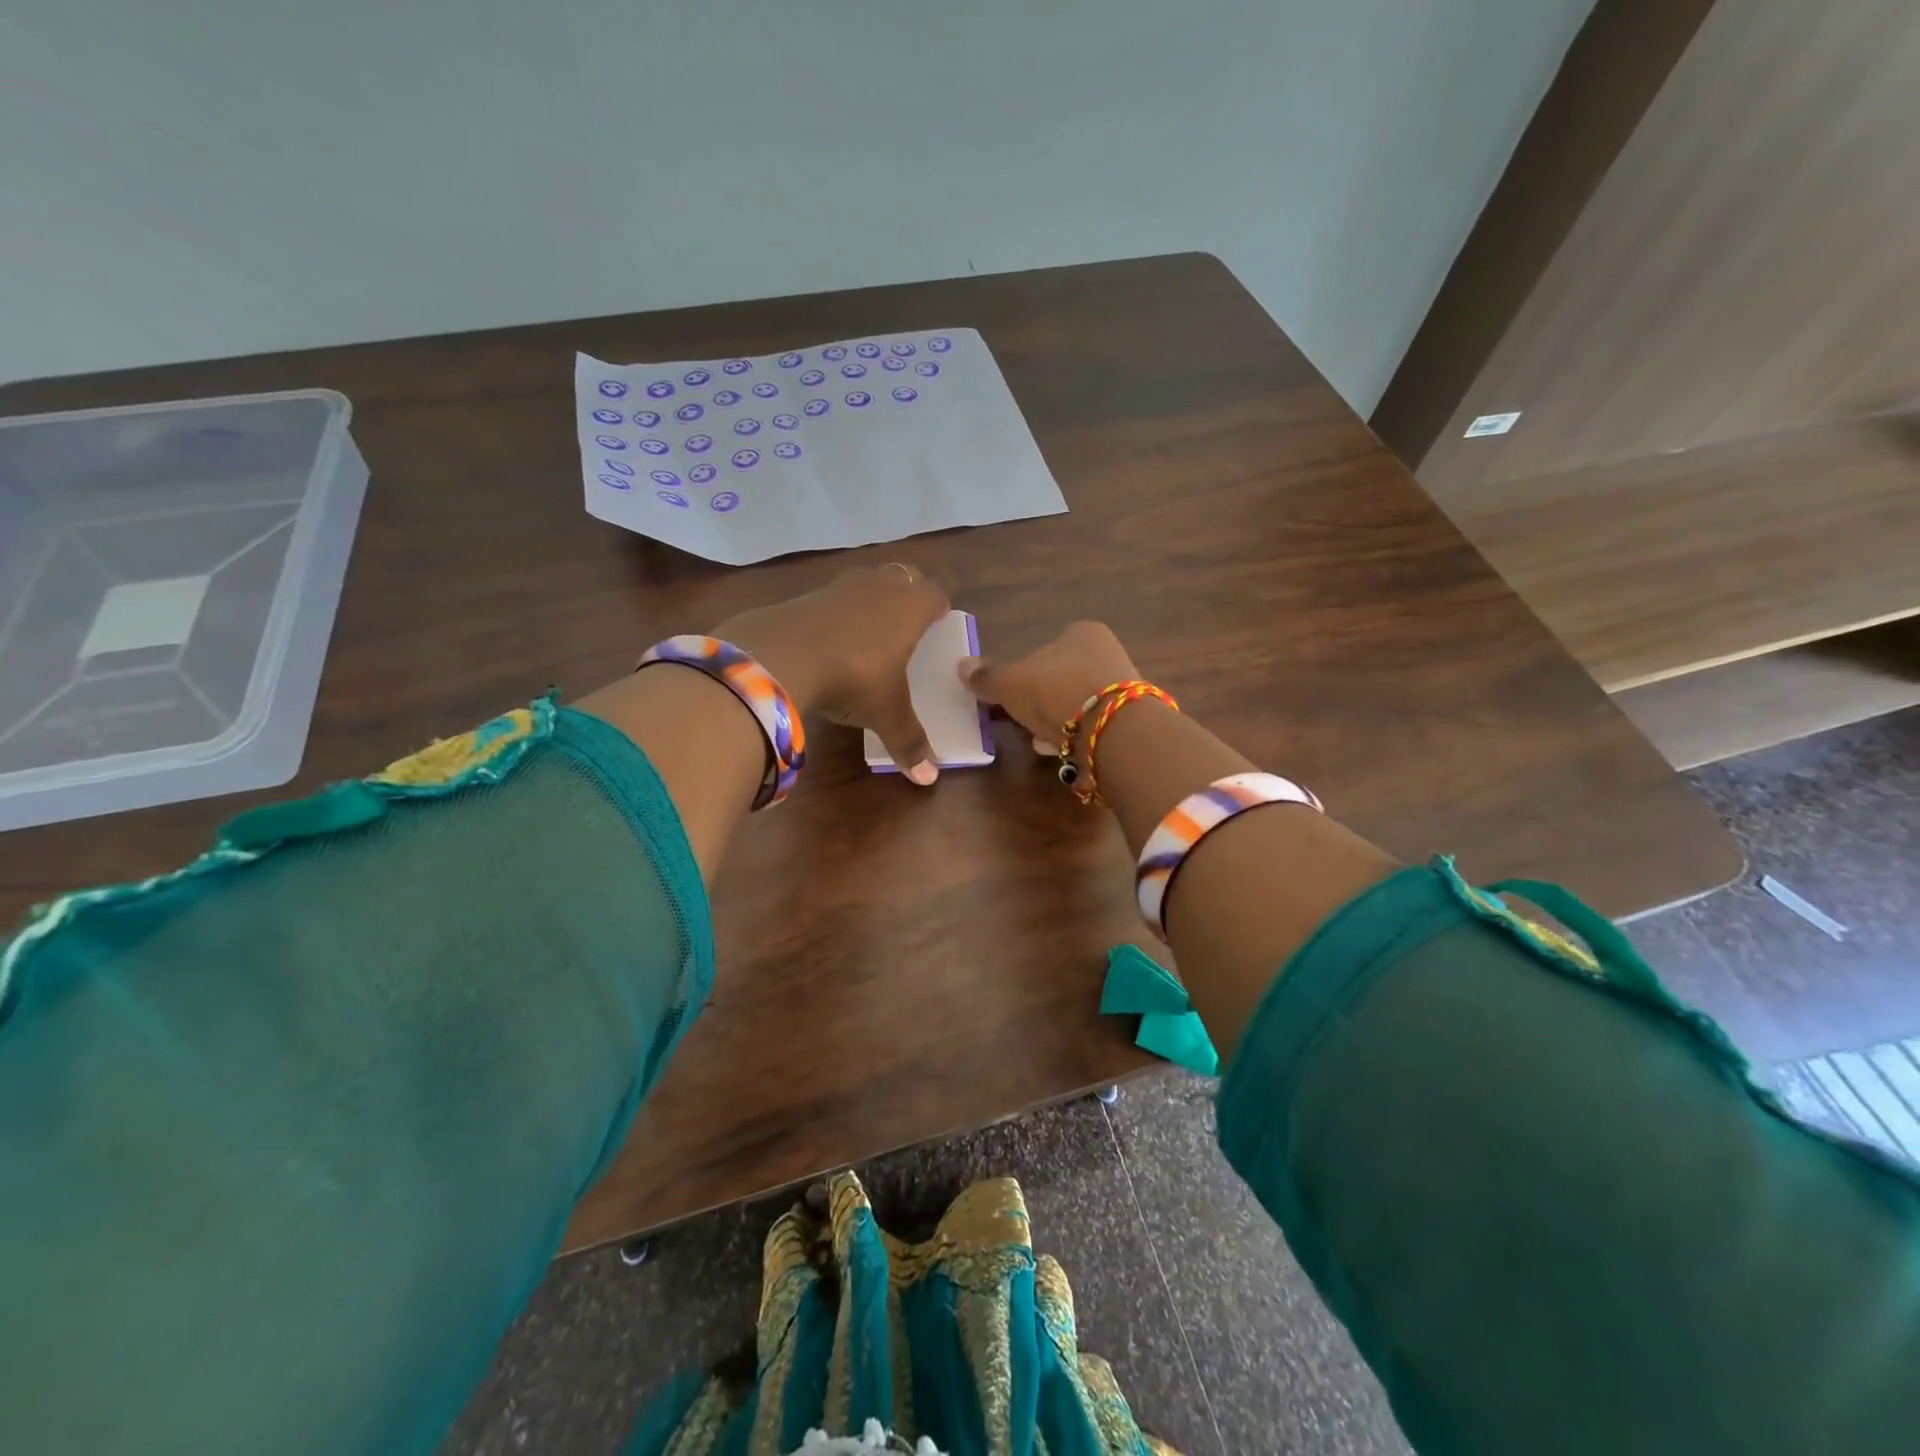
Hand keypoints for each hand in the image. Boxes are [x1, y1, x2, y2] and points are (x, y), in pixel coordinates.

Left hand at [719, 563, 950, 784]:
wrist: (779, 656)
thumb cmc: (853, 678)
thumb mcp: (885, 714)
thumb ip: (909, 742)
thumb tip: (928, 778)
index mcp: (908, 608)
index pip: (934, 594)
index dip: (938, 606)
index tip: (939, 620)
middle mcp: (877, 588)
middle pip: (901, 577)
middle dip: (907, 594)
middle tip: (907, 621)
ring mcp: (837, 587)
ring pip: (864, 582)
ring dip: (870, 599)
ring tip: (868, 629)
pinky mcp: (803, 597)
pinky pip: (830, 599)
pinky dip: (835, 614)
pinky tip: (828, 640)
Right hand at [958, 621, 1139, 755]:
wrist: (1115, 732)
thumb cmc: (1058, 692)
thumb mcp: (1012, 684)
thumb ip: (987, 677)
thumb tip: (960, 665)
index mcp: (1082, 632)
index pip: (1046, 646)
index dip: (1025, 671)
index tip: (1011, 696)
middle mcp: (1108, 652)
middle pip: (1063, 675)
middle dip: (1042, 698)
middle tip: (1021, 719)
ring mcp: (1123, 687)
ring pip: (1078, 702)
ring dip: (1057, 719)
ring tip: (1037, 740)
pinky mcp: (1130, 720)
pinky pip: (1093, 725)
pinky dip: (1075, 735)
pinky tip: (1060, 750)